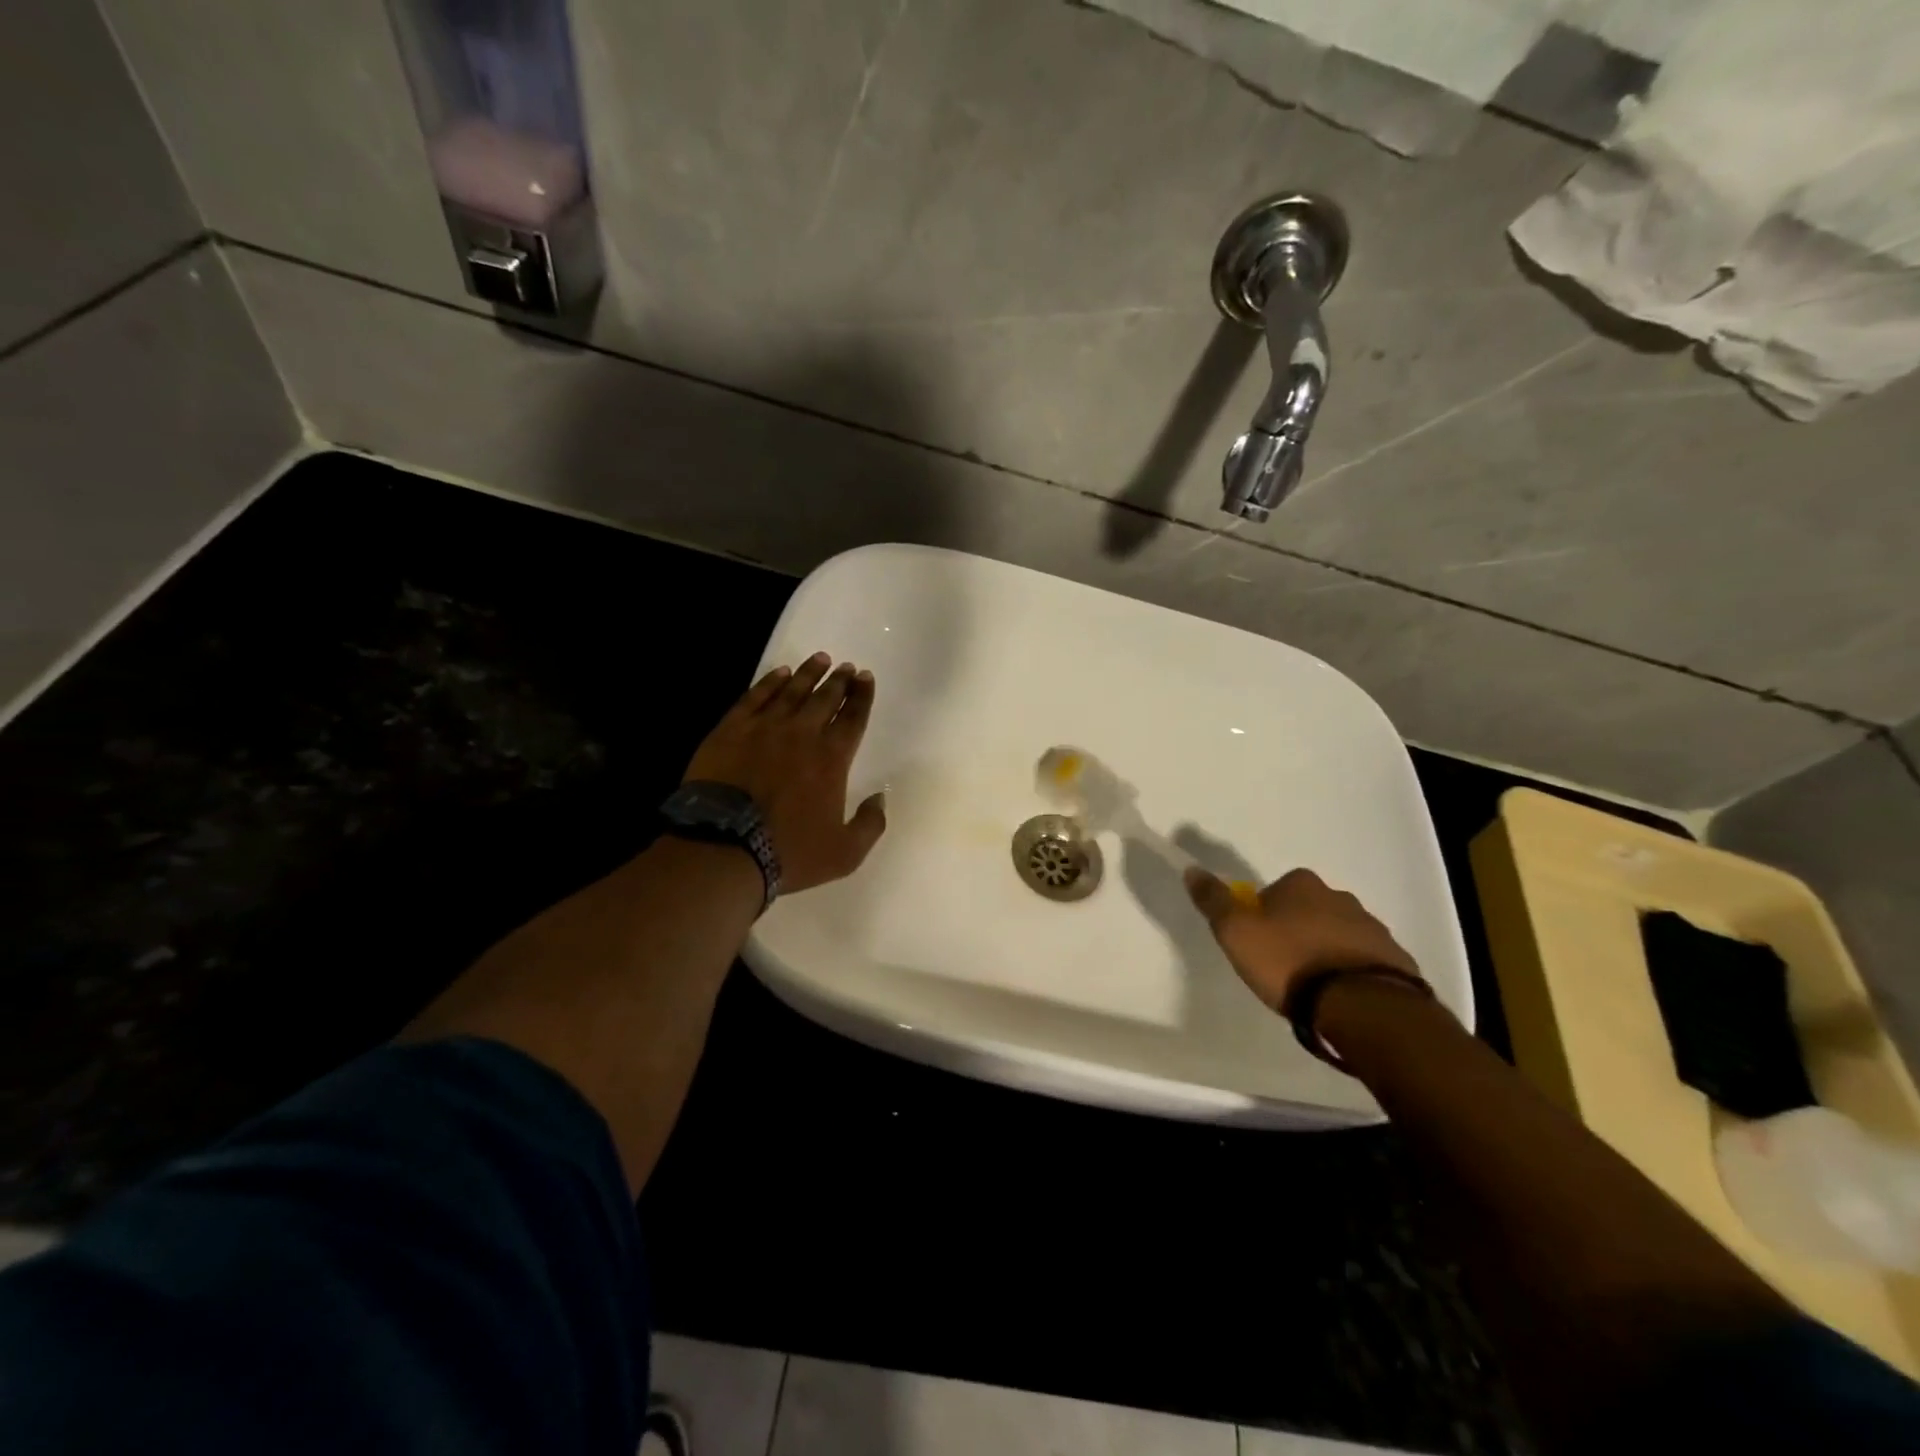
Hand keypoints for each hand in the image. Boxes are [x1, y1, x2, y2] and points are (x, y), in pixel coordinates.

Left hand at [684, 652, 886, 893]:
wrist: (724, 847)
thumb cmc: (789, 851)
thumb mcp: (845, 853)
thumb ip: (871, 824)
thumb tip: (881, 798)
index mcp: (832, 759)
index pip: (853, 719)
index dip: (862, 697)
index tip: (866, 678)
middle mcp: (802, 734)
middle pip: (825, 698)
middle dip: (839, 681)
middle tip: (846, 667)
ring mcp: (764, 728)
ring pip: (792, 691)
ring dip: (808, 674)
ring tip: (820, 659)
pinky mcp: (731, 729)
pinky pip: (755, 697)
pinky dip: (770, 682)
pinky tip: (779, 674)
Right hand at [1184, 866, 1421, 1013]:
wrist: (1364, 1006)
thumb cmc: (1290, 963)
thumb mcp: (1237, 933)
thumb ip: (1214, 901)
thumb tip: (1192, 869)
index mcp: (1302, 884)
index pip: (1273, 891)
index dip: (1261, 916)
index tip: (1256, 944)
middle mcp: (1340, 896)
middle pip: (1307, 911)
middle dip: (1295, 931)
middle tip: (1281, 967)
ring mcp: (1373, 928)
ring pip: (1337, 935)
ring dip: (1325, 951)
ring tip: (1312, 988)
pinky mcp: (1396, 960)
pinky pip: (1363, 961)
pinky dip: (1350, 972)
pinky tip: (1340, 998)